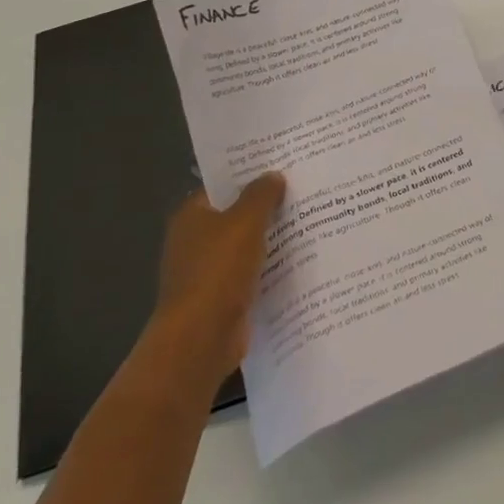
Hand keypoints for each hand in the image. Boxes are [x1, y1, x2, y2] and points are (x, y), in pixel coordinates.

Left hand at [150, 172, 285, 381]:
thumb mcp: (245, 221)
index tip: (282, 165)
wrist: (201, 338)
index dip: (249, 174)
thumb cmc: (218, 271)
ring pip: (247, 245)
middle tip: (304, 189)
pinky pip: (253, 272)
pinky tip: (301, 258)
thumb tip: (273, 176)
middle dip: (267, 206)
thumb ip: (261, 195)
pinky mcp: (223, 297)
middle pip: (236, 215)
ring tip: (311, 220)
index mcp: (191, 216)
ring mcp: (208, 271)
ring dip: (272, 238)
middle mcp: (195, 241)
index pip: (222, 185)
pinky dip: (272, 267)